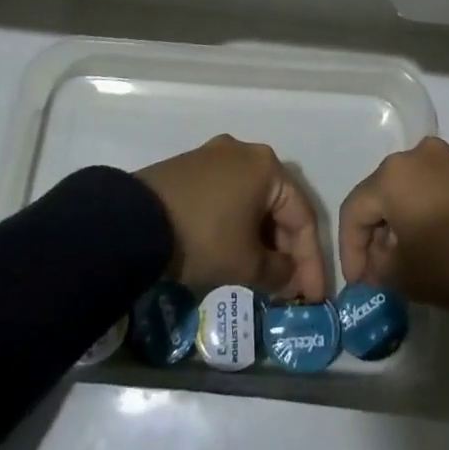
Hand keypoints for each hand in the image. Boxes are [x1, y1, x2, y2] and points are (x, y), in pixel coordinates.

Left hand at [136, 135, 327, 300]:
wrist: (134, 222)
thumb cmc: (204, 237)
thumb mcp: (246, 264)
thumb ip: (278, 272)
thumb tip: (289, 278)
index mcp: (267, 166)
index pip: (302, 216)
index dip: (311, 261)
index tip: (314, 297)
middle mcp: (245, 152)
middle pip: (278, 205)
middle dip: (286, 249)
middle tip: (289, 286)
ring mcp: (214, 156)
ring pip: (252, 201)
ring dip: (261, 238)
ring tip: (263, 274)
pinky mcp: (190, 167)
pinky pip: (227, 197)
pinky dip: (237, 225)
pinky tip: (234, 251)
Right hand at [338, 136, 448, 311]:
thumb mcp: (406, 275)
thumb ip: (378, 268)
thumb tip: (377, 262)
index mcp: (391, 175)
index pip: (354, 211)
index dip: (350, 250)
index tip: (358, 284)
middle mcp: (414, 156)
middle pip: (380, 196)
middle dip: (375, 235)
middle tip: (379, 271)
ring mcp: (446, 159)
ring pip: (407, 190)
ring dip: (400, 223)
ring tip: (406, 259)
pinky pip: (433, 188)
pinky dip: (424, 212)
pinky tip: (432, 241)